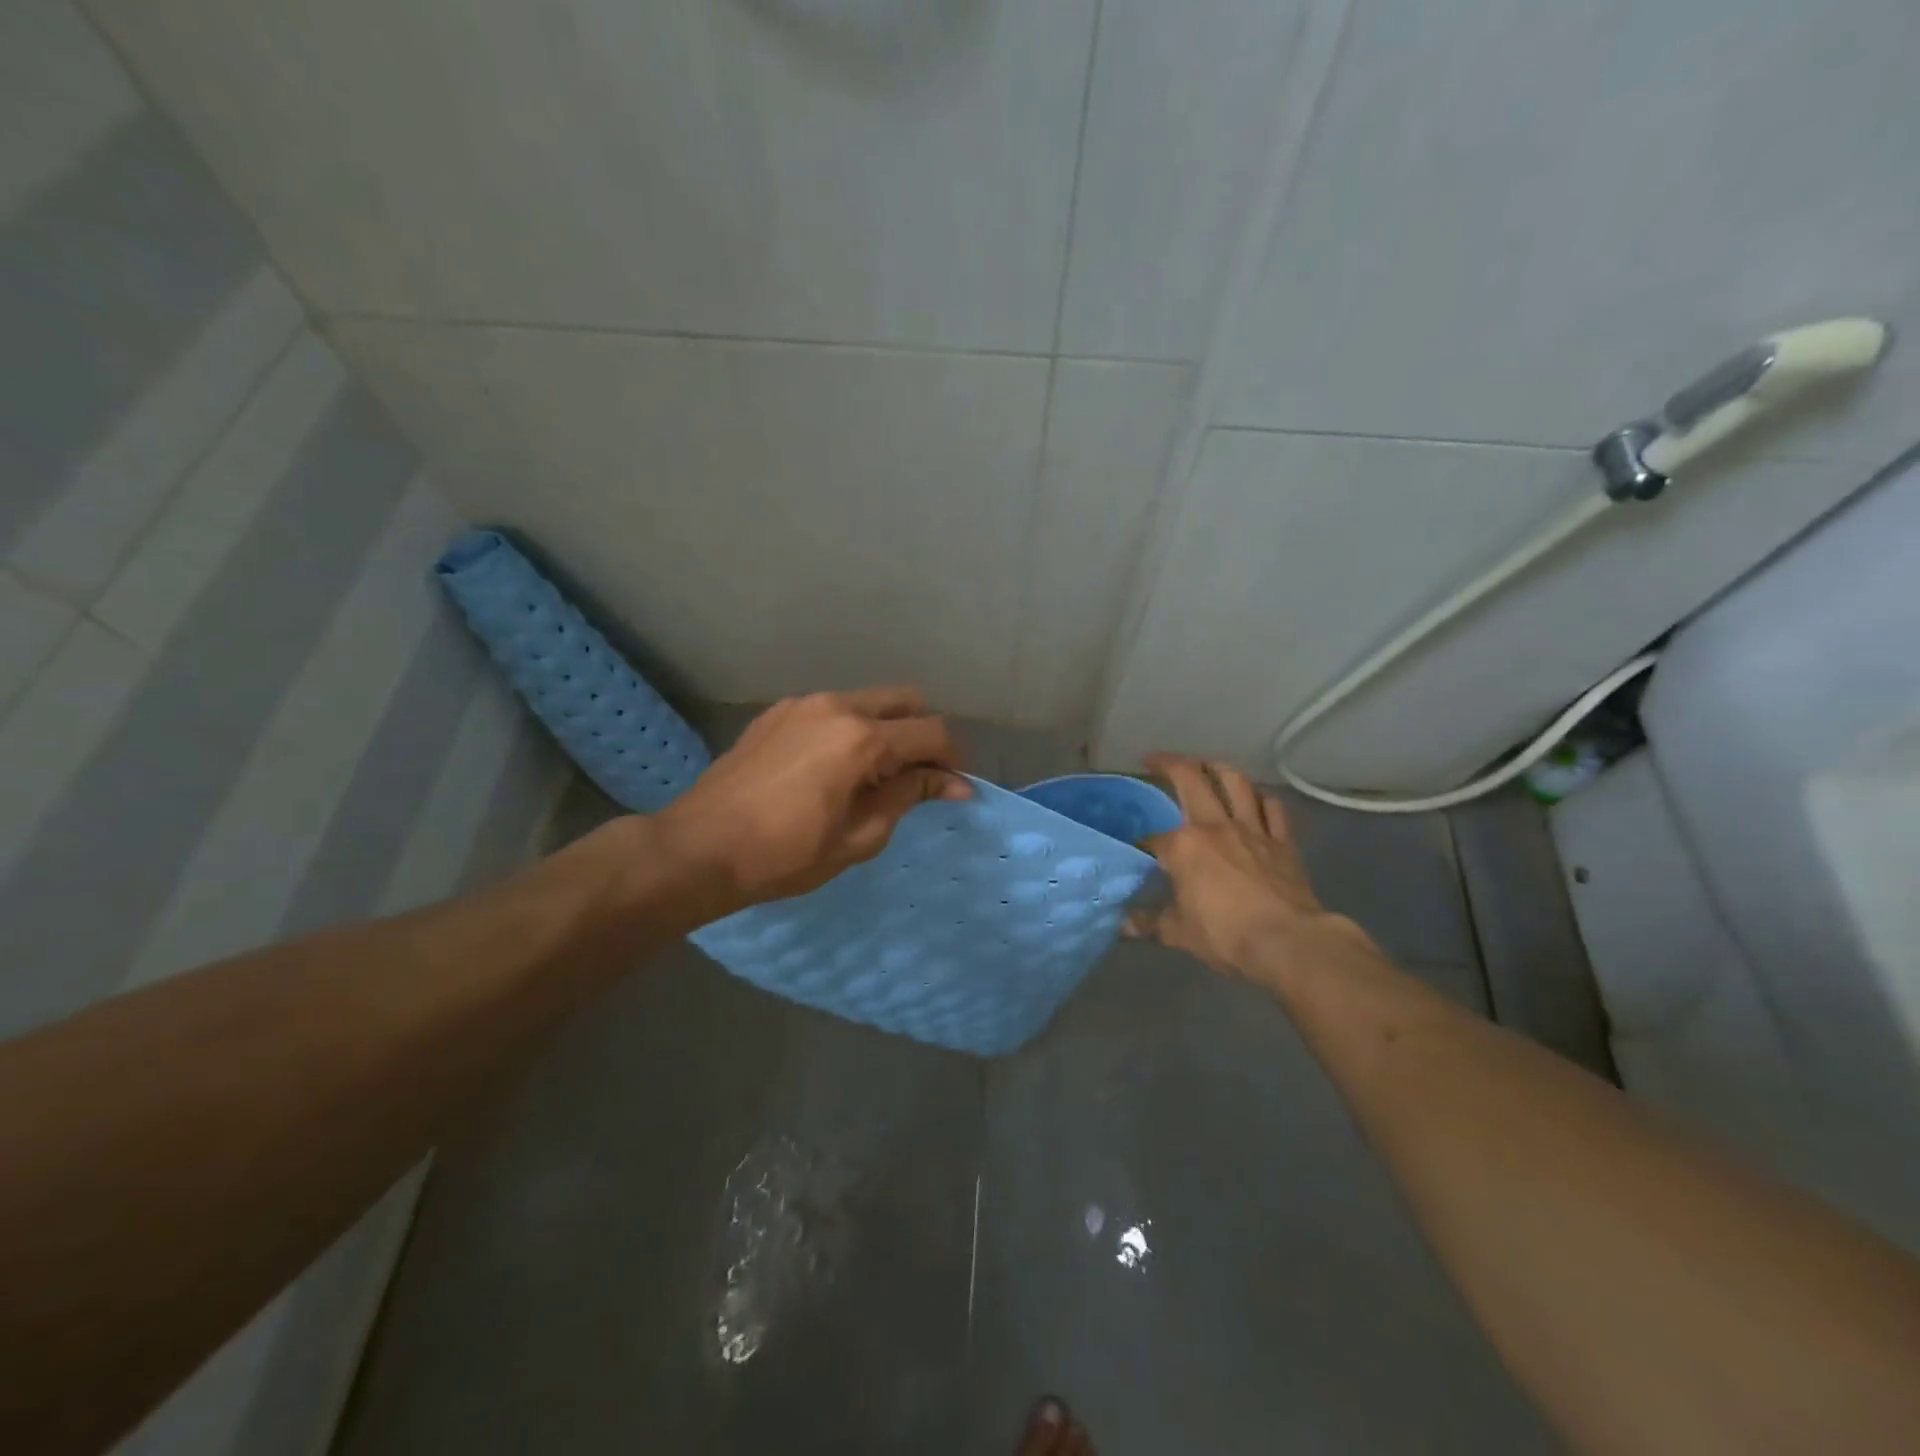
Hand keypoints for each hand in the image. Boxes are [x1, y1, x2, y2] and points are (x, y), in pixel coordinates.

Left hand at [655, 687, 969, 917]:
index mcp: (861, 738)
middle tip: (920, 776)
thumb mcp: (859, 836)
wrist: (699, 848)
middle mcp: (836, 706)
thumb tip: (953, 784)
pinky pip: (832, 710)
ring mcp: (802, 704)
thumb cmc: (785, 854)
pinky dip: (851, 729)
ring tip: (876, 775)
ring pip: (868, 701)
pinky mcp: (777, 713)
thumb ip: (908, 797)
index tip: (956, 789)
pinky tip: (835, 768)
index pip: (931, 732)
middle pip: (905, 701)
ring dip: (887, 729)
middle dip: (924, 734)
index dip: (953, 760)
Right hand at [1130, 754, 1361, 982]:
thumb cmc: (1227, 935)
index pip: (1154, 838)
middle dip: (1169, 764)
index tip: (1137, 855)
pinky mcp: (1282, 842)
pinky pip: (1273, 808)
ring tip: (1206, 766)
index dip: (1142, 845)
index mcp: (1184, 846)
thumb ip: (1151, 923)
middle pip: (1191, 780)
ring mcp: (1252, 830)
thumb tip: (1124, 925)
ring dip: (1218, 768)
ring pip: (1235, 782)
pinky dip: (1261, 798)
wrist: (1289, 942)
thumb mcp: (1179, 934)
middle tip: (1155, 760)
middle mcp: (1216, 826)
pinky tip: (1255, 799)